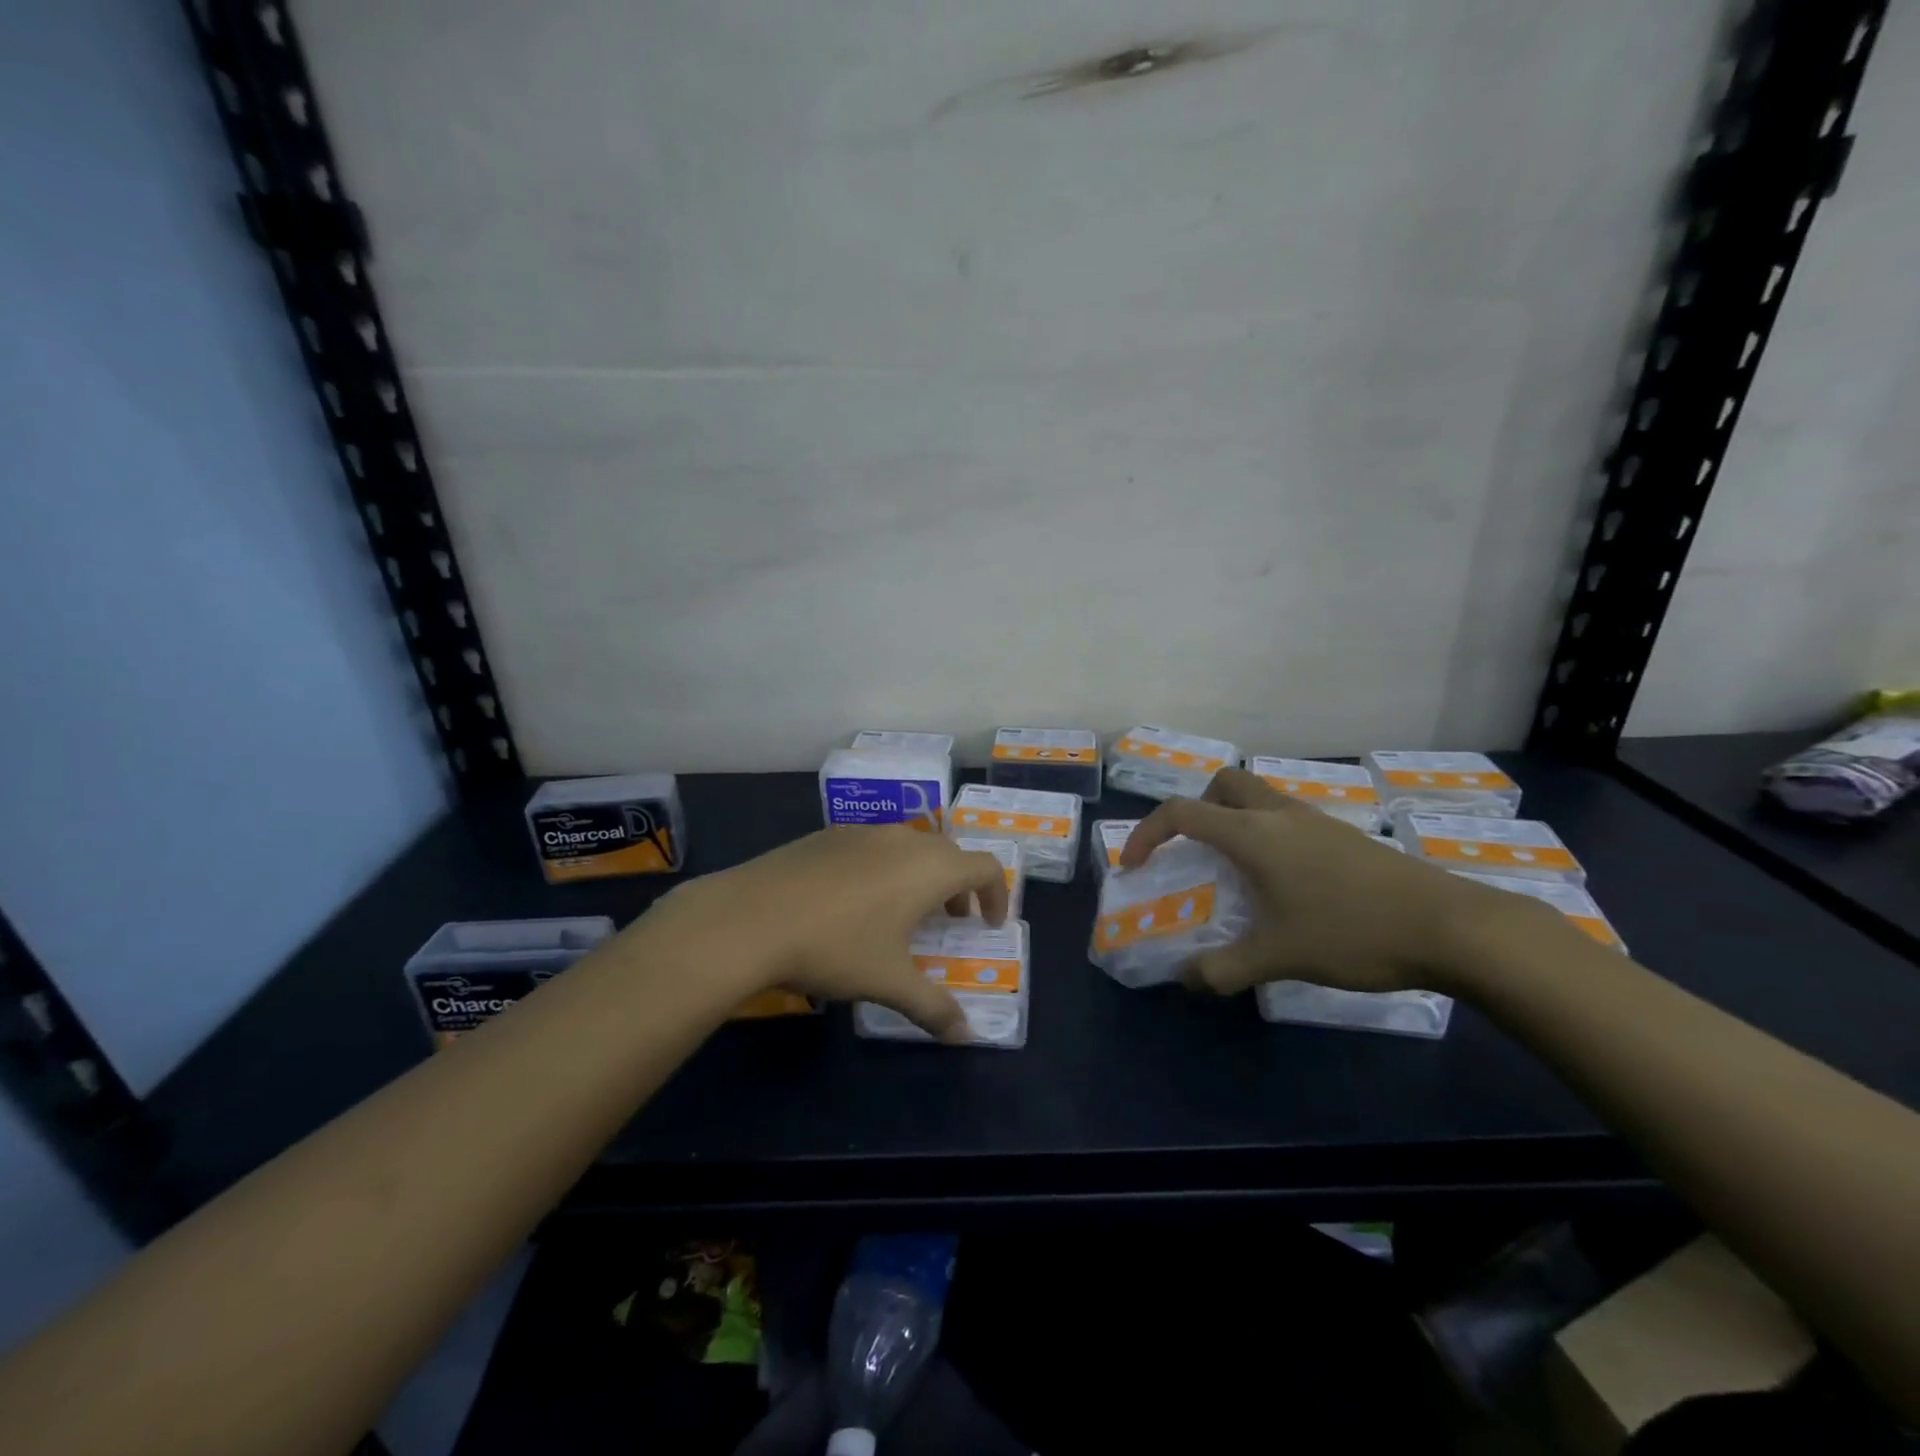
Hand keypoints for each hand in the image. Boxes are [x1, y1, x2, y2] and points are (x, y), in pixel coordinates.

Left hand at [647, 826, 1008, 1041]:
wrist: (751, 916)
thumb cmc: (835, 946)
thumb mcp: (889, 982)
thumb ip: (933, 1007)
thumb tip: (966, 1035)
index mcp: (930, 868)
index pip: (986, 867)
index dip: (997, 894)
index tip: (988, 924)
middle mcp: (903, 840)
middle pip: (949, 853)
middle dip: (959, 886)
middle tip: (951, 921)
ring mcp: (863, 832)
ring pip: (910, 847)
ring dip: (922, 875)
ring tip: (904, 913)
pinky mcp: (829, 835)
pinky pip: (874, 846)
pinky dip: (885, 868)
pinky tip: (855, 902)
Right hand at [1121, 767, 1557, 997]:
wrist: (1451, 927)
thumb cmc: (1352, 932)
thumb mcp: (1279, 957)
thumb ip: (1223, 969)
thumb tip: (1186, 979)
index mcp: (1253, 834)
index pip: (1182, 812)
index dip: (1146, 833)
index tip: (1135, 865)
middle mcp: (1280, 815)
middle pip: (1224, 784)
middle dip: (1197, 809)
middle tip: (1194, 851)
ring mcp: (1317, 821)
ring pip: (1260, 797)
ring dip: (1235, 820)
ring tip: (1237, 872)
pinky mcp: (1344, 836)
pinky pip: (1288, 819)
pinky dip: (1269, 835)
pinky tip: (1286, 884)